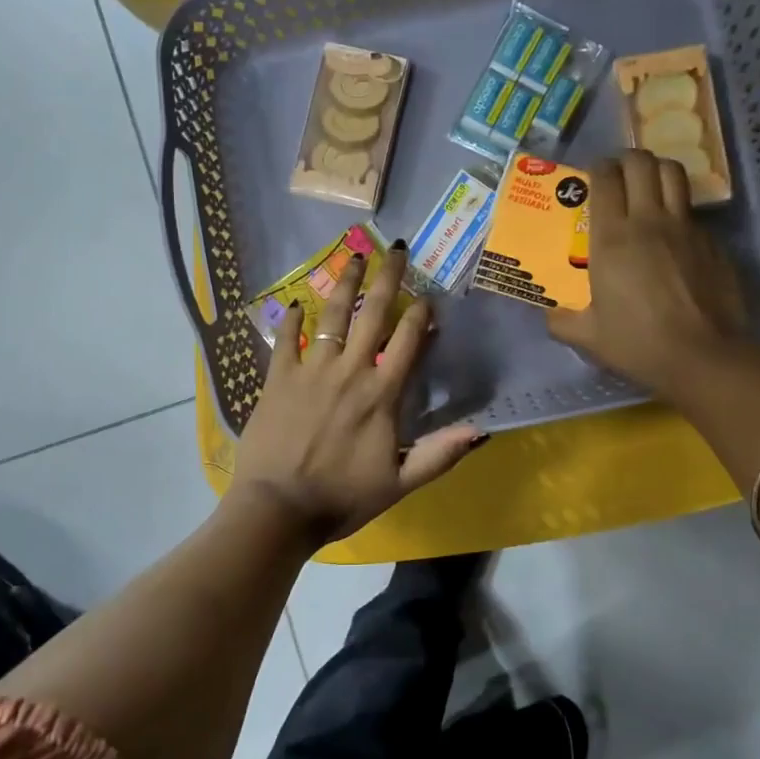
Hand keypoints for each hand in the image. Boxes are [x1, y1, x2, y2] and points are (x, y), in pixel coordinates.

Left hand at [231, 242, 483, 540]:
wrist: (279, 508)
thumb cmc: (342, 498)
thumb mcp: (399, 484)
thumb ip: (439, 455)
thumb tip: (481, 430)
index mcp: (382, 394)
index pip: (408, 340)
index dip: (421, 313)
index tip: (428, 295)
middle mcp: (350, 371)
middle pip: (373, 314)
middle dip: (388, 278)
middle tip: (397, 249)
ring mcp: (311, 370)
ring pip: (332, 317)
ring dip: (345, 284)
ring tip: (353, 256)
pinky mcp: (278, 378)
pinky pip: (285, 339)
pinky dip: (290, 319)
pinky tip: (295, 302)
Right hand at [547, 150, 748, 399]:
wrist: (703, 357)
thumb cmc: (638, 343)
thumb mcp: (587, 336)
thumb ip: (561, 321)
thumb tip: (549, 313)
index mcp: (611, 238)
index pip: (605, 179)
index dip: (597, 169)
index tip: (592, 177)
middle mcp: (648, 221)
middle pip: (641, 163)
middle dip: (627, 160)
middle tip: (619, 174)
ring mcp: (685, 228)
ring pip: (673, 174)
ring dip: (657, 171)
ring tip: (648, 185)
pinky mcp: (712, 242)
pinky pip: (691, 212)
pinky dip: (678, 211)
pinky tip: (672, 236)